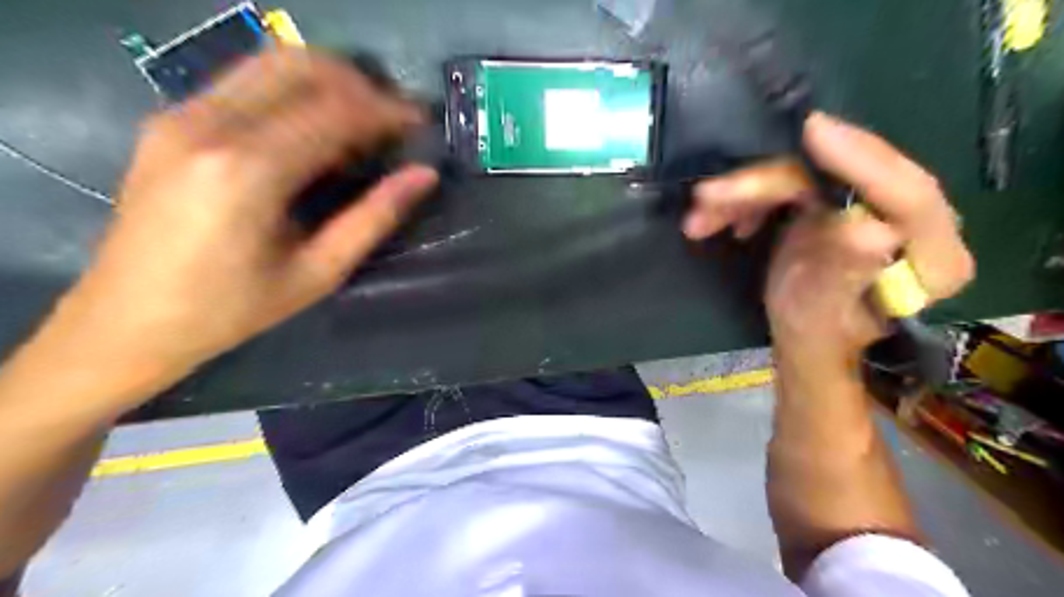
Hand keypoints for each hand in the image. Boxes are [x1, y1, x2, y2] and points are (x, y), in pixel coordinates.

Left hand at [28, 49, 436, 403]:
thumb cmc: (232, 309)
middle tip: (394, 120)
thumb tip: (424, 175)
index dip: (386, 111)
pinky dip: (295, 91)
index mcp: (246, 171)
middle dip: (361, 85)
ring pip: (271, 62)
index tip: (421, 124)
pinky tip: (316, 128)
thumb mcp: (318, 272)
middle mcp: (208, 125)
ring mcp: (181, 114)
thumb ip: (374, 217)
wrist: (127, 319)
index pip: (334, 110)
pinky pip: (247, 81)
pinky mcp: (171, 118)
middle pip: (301, 67)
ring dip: (329, 82)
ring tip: (363, 120)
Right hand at [687, 110, 975, 362]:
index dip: (861, 160)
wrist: (808, 342)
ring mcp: (870, 205)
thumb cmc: (816, 340)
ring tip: (698, 220)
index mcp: (931, 258)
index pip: (909, 196)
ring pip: (805, 177)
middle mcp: (908, 221)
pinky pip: (789, 185)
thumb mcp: (821, 318)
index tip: (811, 131)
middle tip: (709, 196)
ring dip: (744, 194)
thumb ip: (841, 277)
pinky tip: (718, 222)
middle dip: (766, 184)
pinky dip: (747, 201)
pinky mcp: (838, 201)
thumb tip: (863, 231)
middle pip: (839, 177)